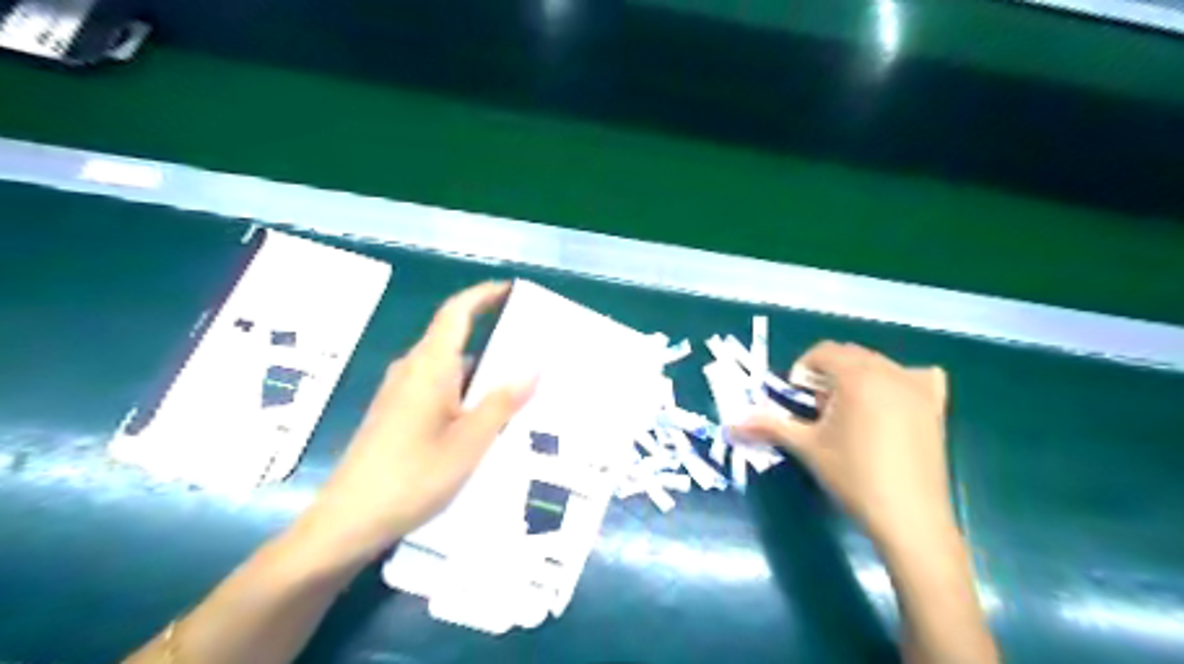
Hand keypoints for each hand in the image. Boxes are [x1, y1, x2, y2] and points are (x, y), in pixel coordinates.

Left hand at [296, 284, 535, 568]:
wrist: (347, 522)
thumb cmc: (411, 478)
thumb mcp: (468, 443)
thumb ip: (501, 403)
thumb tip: (533, 369)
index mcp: (428, 368)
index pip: (456, 313)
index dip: (483, 295)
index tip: (512, 290)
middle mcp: (412, 371)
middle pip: (454, 337)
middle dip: (492, 335)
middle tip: (532, 346)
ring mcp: (401, 393)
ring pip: (448, 367)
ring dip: (481, 368)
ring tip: (520, 382)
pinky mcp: (396, 414)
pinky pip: (438, 388)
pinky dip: (466, 390)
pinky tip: (487, 416)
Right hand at [739, 341, 955, 548]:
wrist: (909, 517)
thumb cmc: (853, 476)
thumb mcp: (807, 447)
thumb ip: (769, 426)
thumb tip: (731, 423)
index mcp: (856, 376)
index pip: (822, 352)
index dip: (803, 371)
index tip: (799, 401)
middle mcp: (889, 371)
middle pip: (849, 355)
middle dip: (828, 374)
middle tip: (820, 410)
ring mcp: (917, 387)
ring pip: (878, 364)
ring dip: (857, 377)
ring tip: (850, 414)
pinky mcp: (936, 406)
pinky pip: (915, 377)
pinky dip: (898, 382)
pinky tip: (891, 407)